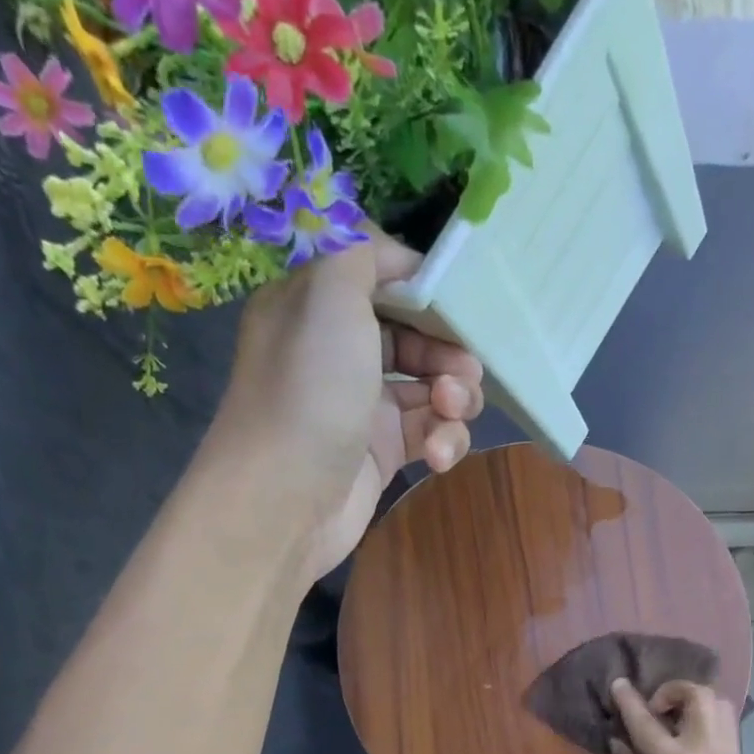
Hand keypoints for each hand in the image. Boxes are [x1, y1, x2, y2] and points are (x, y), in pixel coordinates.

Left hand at [201, 232, 484, 581]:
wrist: (287, 499)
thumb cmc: (311, 390)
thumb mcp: (330, 294)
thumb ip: (364, 254)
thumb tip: (398, 255)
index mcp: (316, 307)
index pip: (381, 281)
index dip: (424, 291)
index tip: (460, 304)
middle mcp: (338, 353)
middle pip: (415, 337)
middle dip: (449, 351)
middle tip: (466, 370)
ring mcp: (363, 407)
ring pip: (431, 388)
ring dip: (455, 398)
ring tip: (452, 411)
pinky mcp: (383, 453)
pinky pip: (429, 433)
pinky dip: (444, 440)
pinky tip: (439, 455)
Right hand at [608, 678, 753, 753]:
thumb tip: (619, 742)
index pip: (647, 721)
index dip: (629, 700)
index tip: (618, 683)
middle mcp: (707, 750)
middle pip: (698, 695)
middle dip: (673, 690)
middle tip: (654, 710)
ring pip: (720, 705)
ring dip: (694, 702)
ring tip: (673, 723)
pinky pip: (726, 726)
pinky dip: (707, 720)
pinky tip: (689, 741)